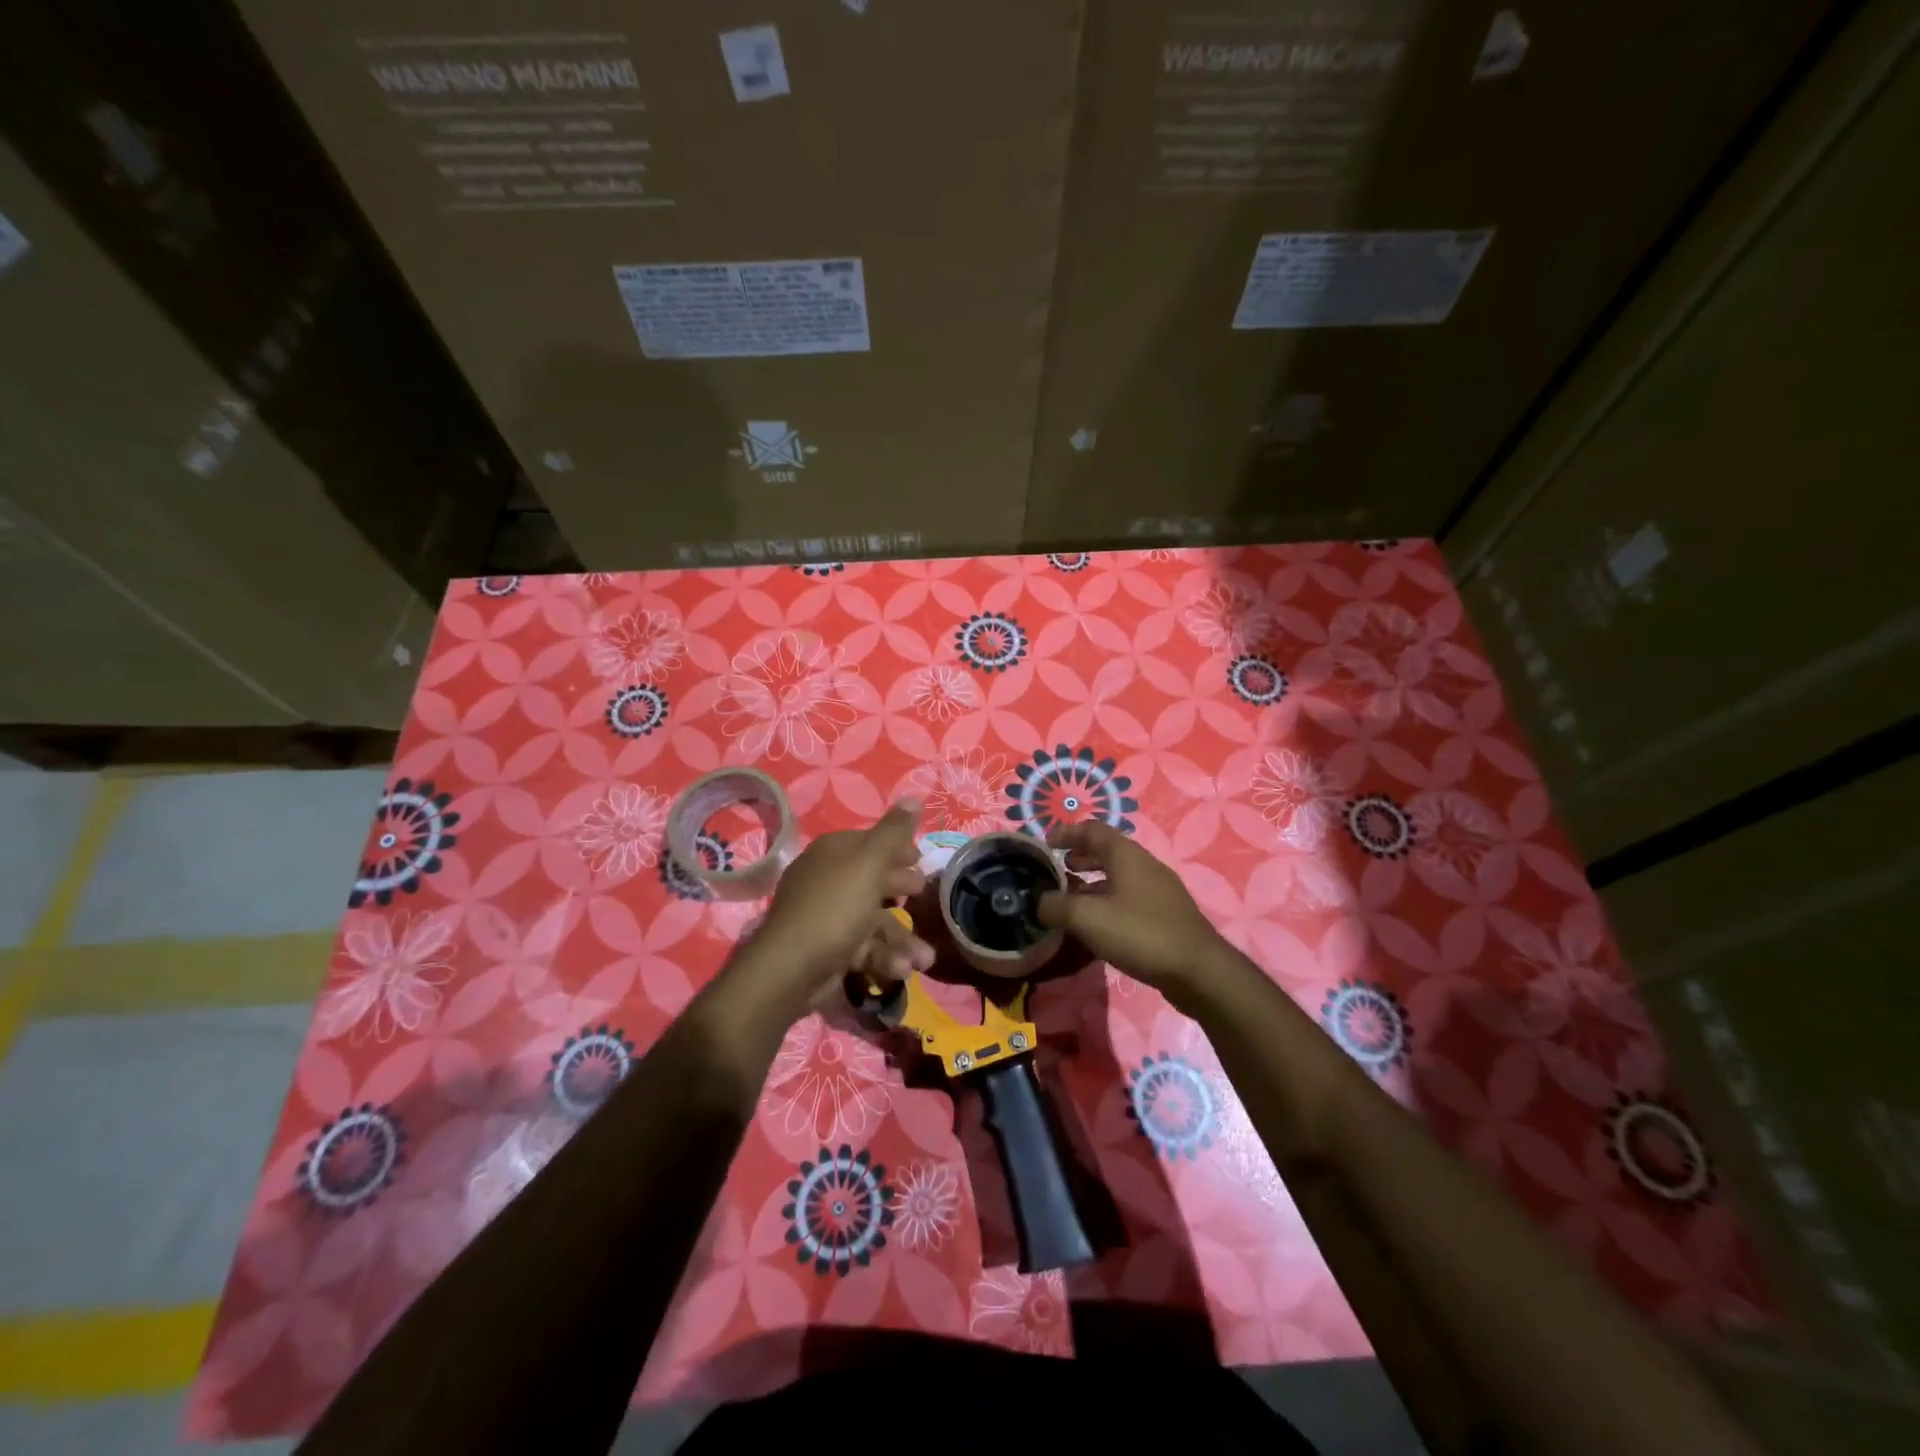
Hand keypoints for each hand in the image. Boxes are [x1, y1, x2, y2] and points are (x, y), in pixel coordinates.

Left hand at [750, 801, 933, 1006]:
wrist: (792, 968)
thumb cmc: (836, 907)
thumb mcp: (870, 863)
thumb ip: (894, 831)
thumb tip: (914, 795)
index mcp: (833, 852)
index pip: (869, 842)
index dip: (897, 848)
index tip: (921, 859)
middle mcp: (827, 879)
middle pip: (872, 879)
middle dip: (903, 890)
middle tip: (923, 896)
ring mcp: (826, 916)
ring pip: (873, 920)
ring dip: (901, 938)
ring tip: (924, 958)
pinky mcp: (828, 949)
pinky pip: (862, 947)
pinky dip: (884, 958)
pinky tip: (902, 970)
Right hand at [1036, 821, 1229, 998]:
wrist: (1198, 971)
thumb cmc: (1139, 933)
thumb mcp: (1087, 918)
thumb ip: (1056, 906)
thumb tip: (1040, 902)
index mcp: (1126, 855)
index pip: (1092, 829)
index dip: (1066, 833)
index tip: (1045, 846)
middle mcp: (1144, 865)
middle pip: (1106, 851)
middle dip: (1078, 858)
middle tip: (1056, 873)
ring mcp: (1158, 890)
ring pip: (1118, 877)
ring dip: (1091, 883)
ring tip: (1070, 901)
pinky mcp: (1165, 915)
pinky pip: (1128, 898)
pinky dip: (1107, 902)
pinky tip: (1097, 927)